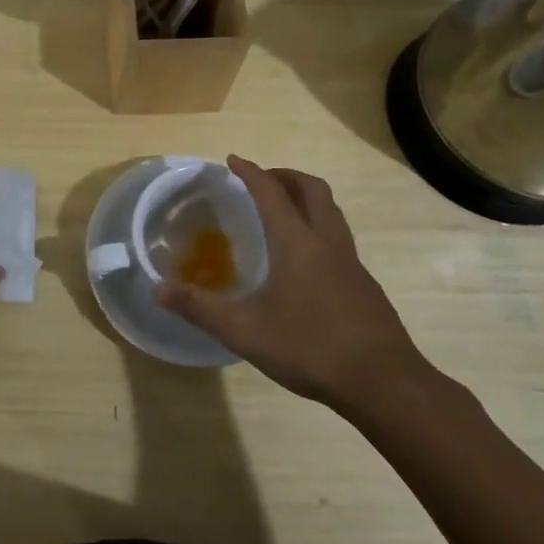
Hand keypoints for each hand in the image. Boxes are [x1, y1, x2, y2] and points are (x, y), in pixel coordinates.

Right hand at [155, 156, 429, 410]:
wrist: (385, 383)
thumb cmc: (311, 348)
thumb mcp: (244, 331)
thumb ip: (199, 308)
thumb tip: (158, 289)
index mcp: (297, 243)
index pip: (271, 193)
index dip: (250, 172)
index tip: (233, 160)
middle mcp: (327, 242)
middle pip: (312, 189)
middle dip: (285, 176)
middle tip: (261, 180)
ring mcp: (351, 263)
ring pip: (331, 212)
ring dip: (306, 199)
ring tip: (283, 212)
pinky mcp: (364, 285)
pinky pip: (339, 238)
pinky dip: (318, 229)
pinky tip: (304, 262)